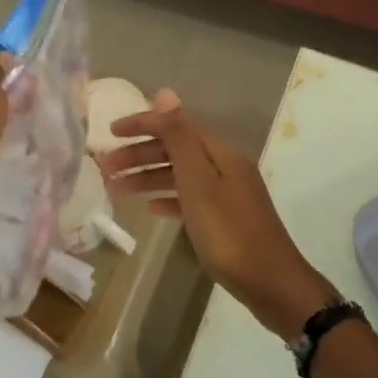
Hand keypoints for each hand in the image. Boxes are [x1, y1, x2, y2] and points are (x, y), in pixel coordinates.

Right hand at [100, 90, 336, 339]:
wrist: (271, 284)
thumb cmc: (229, 232)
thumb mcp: (198, 182)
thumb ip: (179, 138)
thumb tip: (164, 93)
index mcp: (219, 152)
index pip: (175, 125)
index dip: (142, 124)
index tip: (109, 133)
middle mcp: (225, 166)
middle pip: (176, 149)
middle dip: (139, 154)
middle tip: (105, 168)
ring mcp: (227, 193)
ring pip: (180, 175)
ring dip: (148, 177)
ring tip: (116, 189)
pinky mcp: (226, 219)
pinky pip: (190, 198)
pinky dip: (168, 199)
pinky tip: (151, 209)